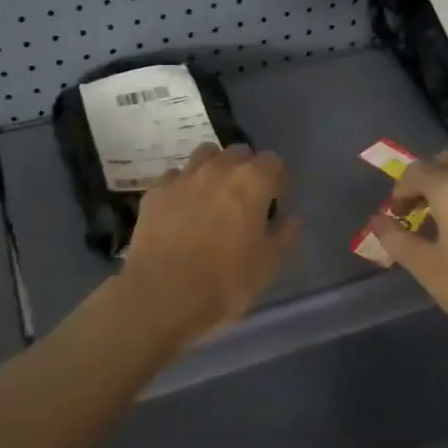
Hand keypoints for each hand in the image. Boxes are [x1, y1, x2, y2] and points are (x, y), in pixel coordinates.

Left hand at [121, 144, 299, 340]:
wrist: (163, 294)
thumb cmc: (225, 282)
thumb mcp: (268, 266)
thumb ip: (284, 236)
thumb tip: (292, 219)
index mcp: (251, 182)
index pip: (273, 160)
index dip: (277, 178)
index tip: (276, 198)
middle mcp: (217, 169)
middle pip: (238, 152)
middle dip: (246, 168)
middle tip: (246, 198)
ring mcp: (183, 177)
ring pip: (204, 155)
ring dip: (214, 168)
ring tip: (214, 195)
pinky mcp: (155, 192)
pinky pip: (175, 177)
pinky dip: (184, 186)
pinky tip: (182, 209)